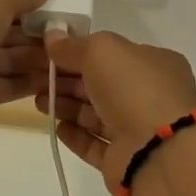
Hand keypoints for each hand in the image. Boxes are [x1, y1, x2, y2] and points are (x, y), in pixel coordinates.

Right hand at [33, 31, 195, 182]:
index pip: (113, 53)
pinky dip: (76, 135)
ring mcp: (139, 129)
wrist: (158, 152)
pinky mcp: (125, 159)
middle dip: (69, 80)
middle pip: (102, 84)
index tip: (50, 53)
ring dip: (68, 107)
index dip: (81, 51)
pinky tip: (57, 128)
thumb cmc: (134, 88)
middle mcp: (150, 95)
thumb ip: (74, 45)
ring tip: (39, 103)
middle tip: (37, 79)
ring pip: (97, 114)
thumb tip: (52, 36)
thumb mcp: (101, 51)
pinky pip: (96, 144)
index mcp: (154, 63)